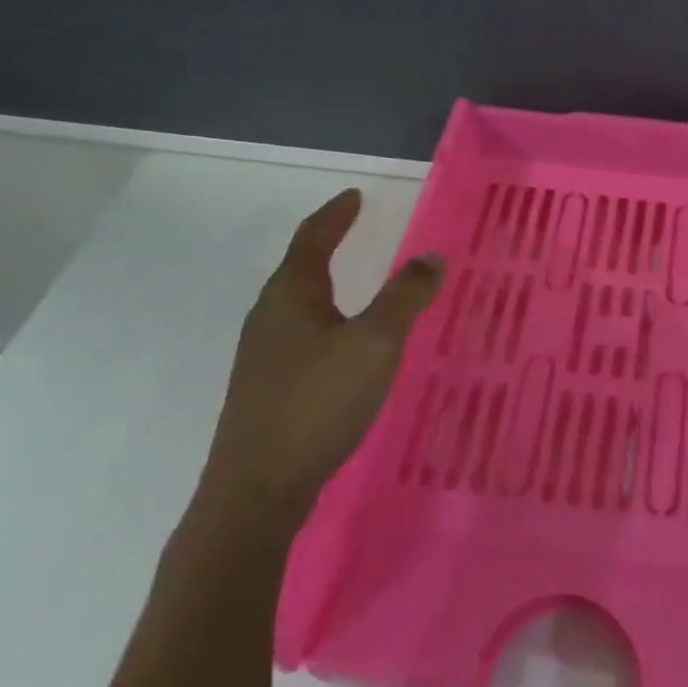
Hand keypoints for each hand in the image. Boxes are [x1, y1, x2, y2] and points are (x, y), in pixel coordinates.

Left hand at [201, 189, 444, 529]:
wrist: (257, 490)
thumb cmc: (318, 402)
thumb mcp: (375, 343)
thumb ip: (405, 297)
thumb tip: (431, 256)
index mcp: (291, 295)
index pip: (312, 238)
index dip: (335, 214)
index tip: (355, 196)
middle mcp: (269, 318)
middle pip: (300, 268)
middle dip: (329, 245)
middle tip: (358, 231)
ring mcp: (263, 356)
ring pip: (299, 305)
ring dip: (327, 285)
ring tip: (359, 284)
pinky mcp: (267, 389)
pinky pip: (301, 336)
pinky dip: (327, 321)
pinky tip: (345, 346)